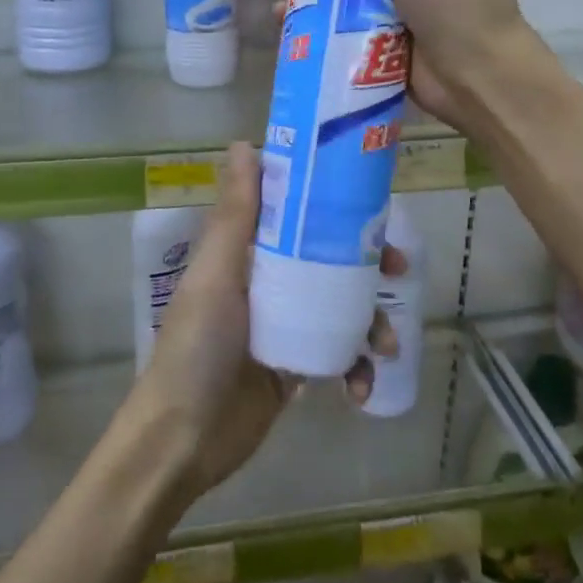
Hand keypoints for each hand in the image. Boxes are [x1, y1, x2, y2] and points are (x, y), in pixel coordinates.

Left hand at [128, 142, 398, 499]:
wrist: (184, 439)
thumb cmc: (197, 346)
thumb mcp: (216, 273)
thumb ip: (234, 214)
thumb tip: (243, 143)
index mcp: (249, 253)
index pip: (300, 214)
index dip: (336, 205)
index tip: (372, 203)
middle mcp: (270, 281)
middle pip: (330, 258)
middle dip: (369, 264)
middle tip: (398, 270)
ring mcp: (286, 324)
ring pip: (343, 307)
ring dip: (372, 323)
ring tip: (386, 347)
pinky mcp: (298, 365)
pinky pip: (339, 355)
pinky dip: (356, 369)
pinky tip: (358, 388)